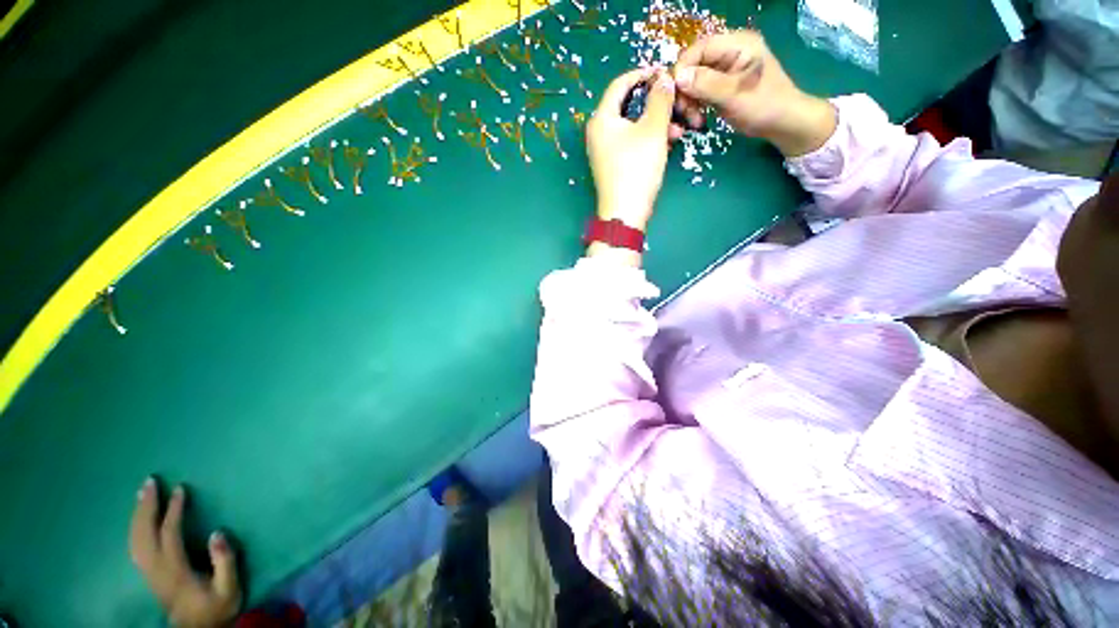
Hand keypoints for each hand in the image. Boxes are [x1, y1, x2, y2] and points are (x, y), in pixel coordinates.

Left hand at [129, 479, 241, 627]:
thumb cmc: (216, 607)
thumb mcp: (229, 588)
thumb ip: (225, 562)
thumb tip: (218, 532)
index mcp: (175, 570)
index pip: (169, 534)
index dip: (174, 511)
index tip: (181, 489)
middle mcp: (156, 569)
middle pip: (143, 534)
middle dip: (145, 506)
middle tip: (150, 482)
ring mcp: (149, 572)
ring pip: (135, 539)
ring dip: (137, 514)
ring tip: (142, 494)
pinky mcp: (148, 574)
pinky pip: (135, 546)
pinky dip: (134, 528)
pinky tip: (139, 520)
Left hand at [586, 67, 675, 232]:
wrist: (625, 214)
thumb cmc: (636, 169)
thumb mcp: (653, 130)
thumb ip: (660, 99)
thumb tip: (663, 78)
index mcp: (602, 119)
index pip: (620, 84)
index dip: (643, 74)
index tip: (664, 72)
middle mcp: (598, 133)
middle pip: (628, 106)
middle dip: (655, 103)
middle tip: (676, 102)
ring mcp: (604, 151)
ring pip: (633, 126)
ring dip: (656, 123)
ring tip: (678, 129)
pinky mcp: (612, 165)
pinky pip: (631, 143)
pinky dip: (648, 139)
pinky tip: (667, 143)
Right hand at [672, 30, 836, 156]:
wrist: (782, 123)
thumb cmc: (764, 106)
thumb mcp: (734, 95)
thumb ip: (706, 84)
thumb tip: (678, 78)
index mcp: (737, 45)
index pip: (699, 49)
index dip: (683, 69)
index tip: (673, 94)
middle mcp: (729, 52)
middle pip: (694, 65)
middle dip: (685, 90)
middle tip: (684, 113)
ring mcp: (725, 69)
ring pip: (694, 81)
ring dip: (689, 102)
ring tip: (694, 120)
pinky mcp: (721, 85)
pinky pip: (699, 91)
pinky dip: (695, 106)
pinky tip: (698, 119)